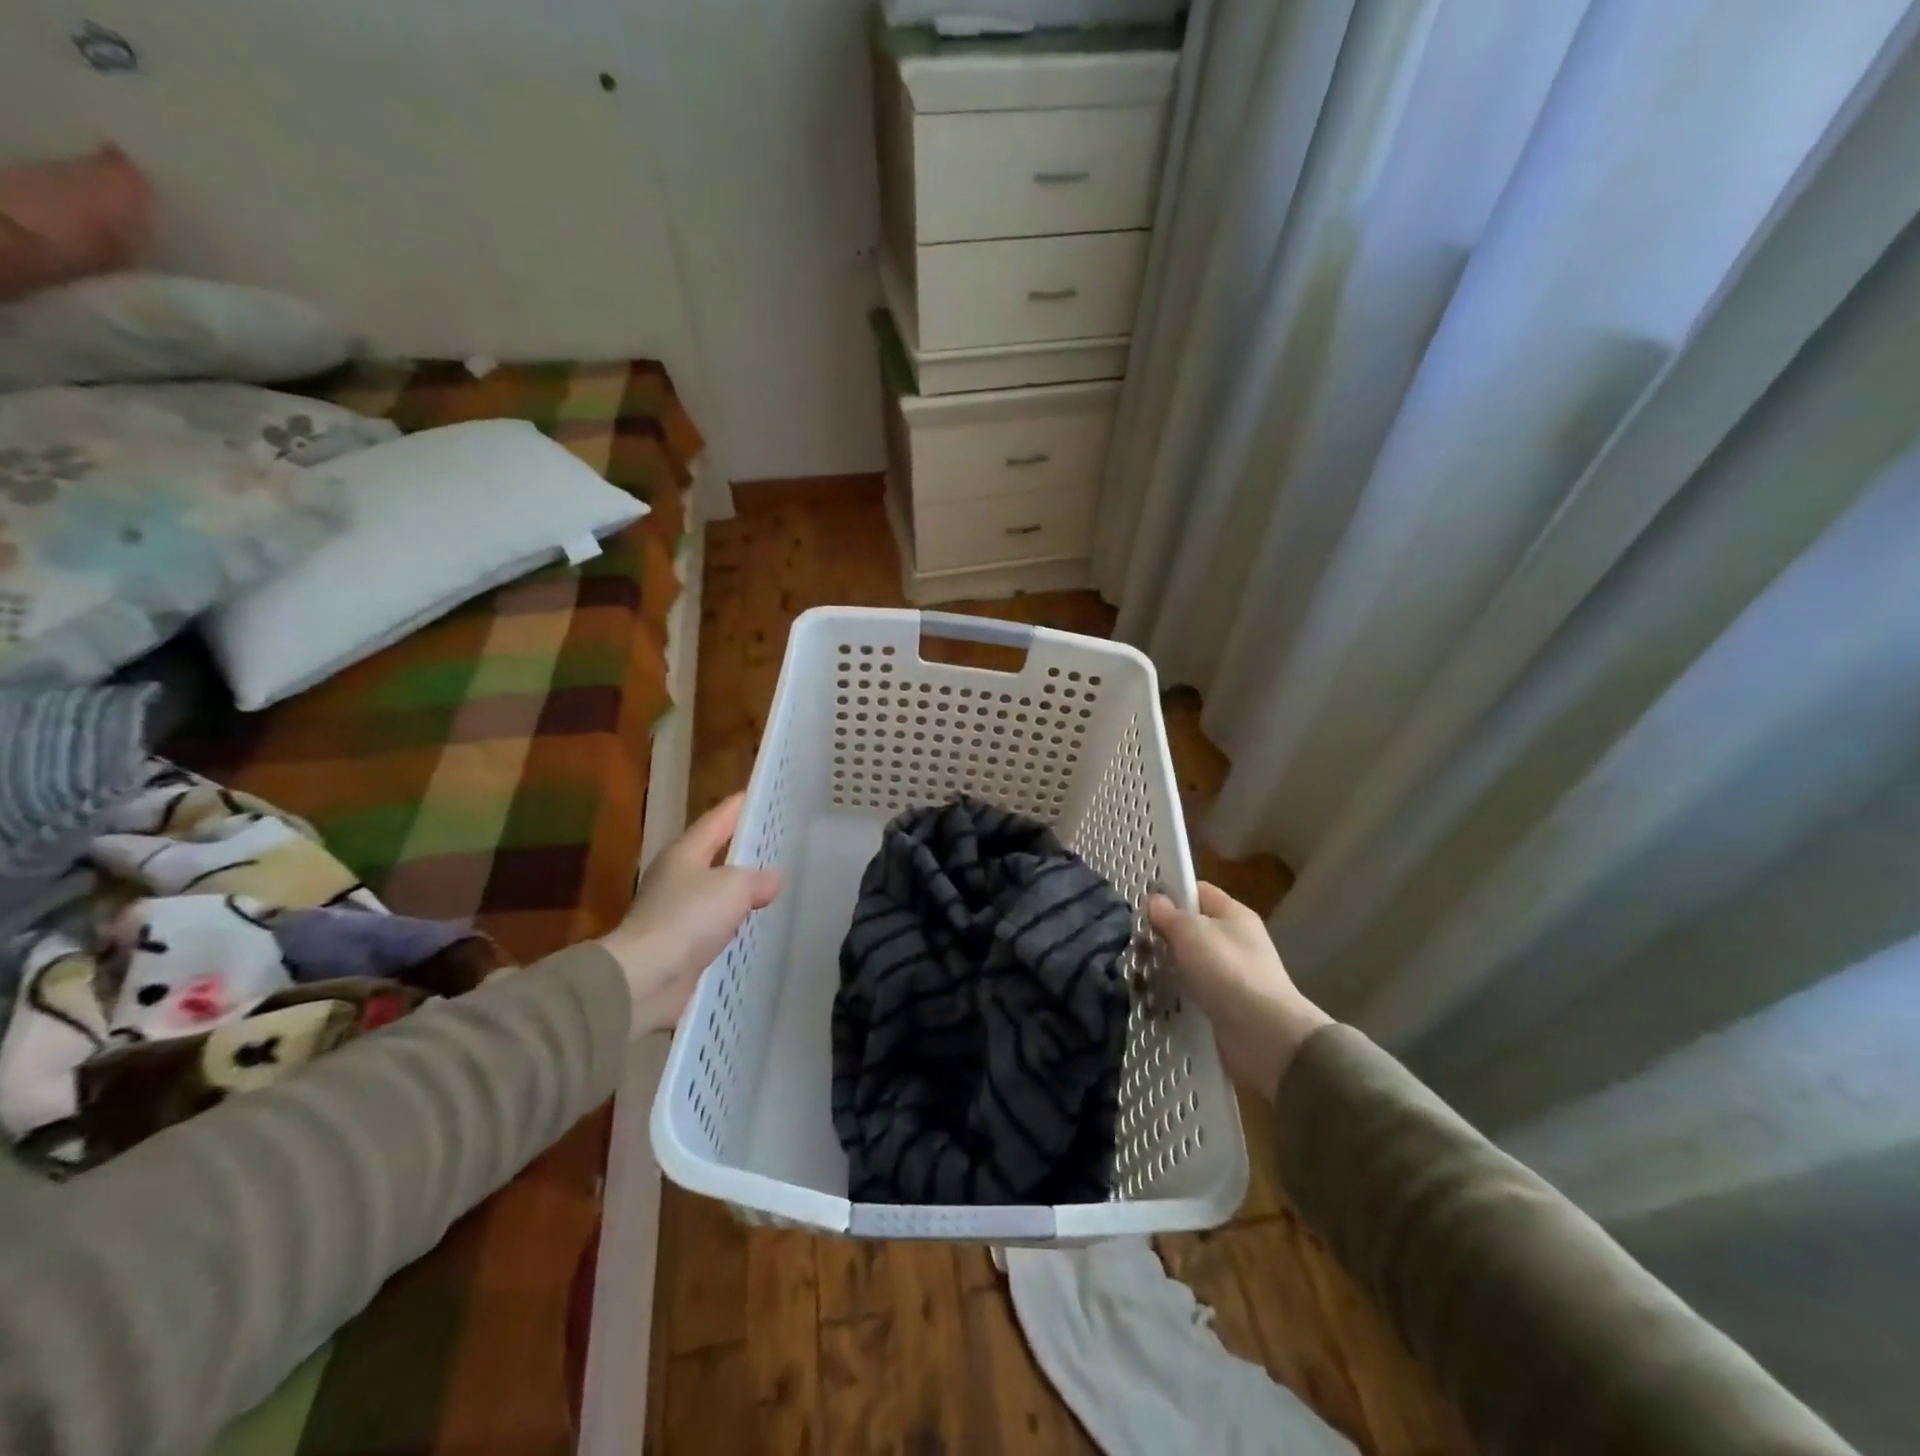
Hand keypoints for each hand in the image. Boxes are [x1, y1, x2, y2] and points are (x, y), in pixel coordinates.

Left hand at [600, 793, 781, 1037]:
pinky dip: (732, 925)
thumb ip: (756, 878)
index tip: (757, 795)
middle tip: (775, 843)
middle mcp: (677, 878)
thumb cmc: (687, 919)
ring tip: (771, 886)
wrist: (644, 978)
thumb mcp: (732, 888)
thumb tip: (774, 878)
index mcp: (684, 854)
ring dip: (738, 891)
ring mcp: (676, 913)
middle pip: (713, 855)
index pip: (716, 820)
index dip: (736, 807)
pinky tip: (753, 928)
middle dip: (741, 849)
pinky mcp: (680, 946)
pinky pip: (714, 927)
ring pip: (715, 893)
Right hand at [1148, 882, 1331, 1100]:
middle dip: (1161, 936)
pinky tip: (1153, 1000)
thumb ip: (1169, 914)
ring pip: (1187, 962)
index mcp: (1233, 914)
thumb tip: (1156, 901)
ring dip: (1163, 968)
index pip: (1197, 891)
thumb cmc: (1228, 971)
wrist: (1265, 1035)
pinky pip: (1191, 991)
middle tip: (1134, 948)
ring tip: (1136, 977)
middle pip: (1190, 928)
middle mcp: (1234, 940)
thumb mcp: (1192, 932)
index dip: (1170, 894)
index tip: (1142, 907)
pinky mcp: (1224, 1005)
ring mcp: (1230, 974)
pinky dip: (1173, 994)